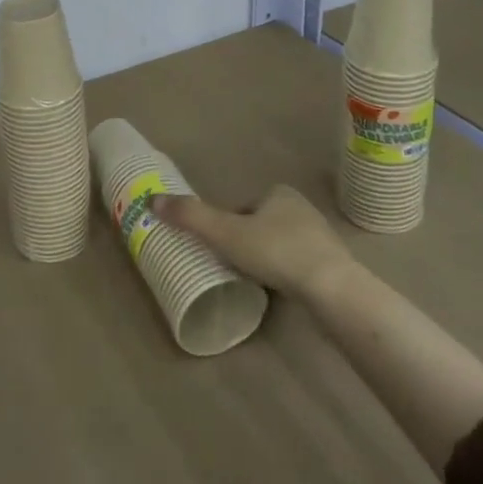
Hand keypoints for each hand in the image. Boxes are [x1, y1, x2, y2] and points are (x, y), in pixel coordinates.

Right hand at [151, 185, 352, 299]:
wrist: (331, 287)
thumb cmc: (276, 252)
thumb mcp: (225, 233)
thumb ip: (190, 217)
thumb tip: (151, 200)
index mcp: (278, 193)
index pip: (241, 207)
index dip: (226, 226)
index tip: (218, 249)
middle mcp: (301, 207)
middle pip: (260, 224)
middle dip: (246, 242)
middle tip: (232, 267)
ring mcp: (320, 235)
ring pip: (280, 244)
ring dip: (266, 259)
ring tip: (253, 282)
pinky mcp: (332, 263)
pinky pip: (298, 264)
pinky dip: (285, 274)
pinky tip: (278, 290)